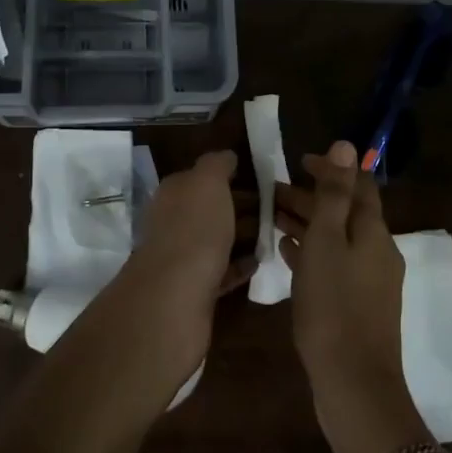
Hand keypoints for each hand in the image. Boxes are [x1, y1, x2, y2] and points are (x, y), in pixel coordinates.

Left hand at [108, 151, 254, 384]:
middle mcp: (173, 221)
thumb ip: (217, 164)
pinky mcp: (193, 289)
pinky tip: (259, 263)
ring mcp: (181, 257)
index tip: (264, 180)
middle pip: (211, 209)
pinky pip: (220, 271)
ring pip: (217, 240)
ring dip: (243, 236)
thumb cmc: (194, 229)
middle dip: (241, 207)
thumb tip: (226, 156)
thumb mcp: (208, 182)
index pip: (202, 177)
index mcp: (173, 193)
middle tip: (278, 209)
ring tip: (275, 234)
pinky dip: (239, 265)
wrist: (175, 296)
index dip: (230, 175)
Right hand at [275, 141, 431, 452]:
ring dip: (307, 223)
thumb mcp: (327, 242)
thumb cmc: (334, 306)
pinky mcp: (357, 306)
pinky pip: (333, 265)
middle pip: (345, 212)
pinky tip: (286, 252)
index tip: (297, 162)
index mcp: (373, 232)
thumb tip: (346, 145)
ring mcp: (369, 281)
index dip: (331, 169)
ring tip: (271, 217)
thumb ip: (334, 194)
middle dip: (312, 196)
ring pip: (336, 239)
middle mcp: (377, 251)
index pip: (357, 185)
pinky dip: (311, 252)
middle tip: (272, 190)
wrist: (354, 384)